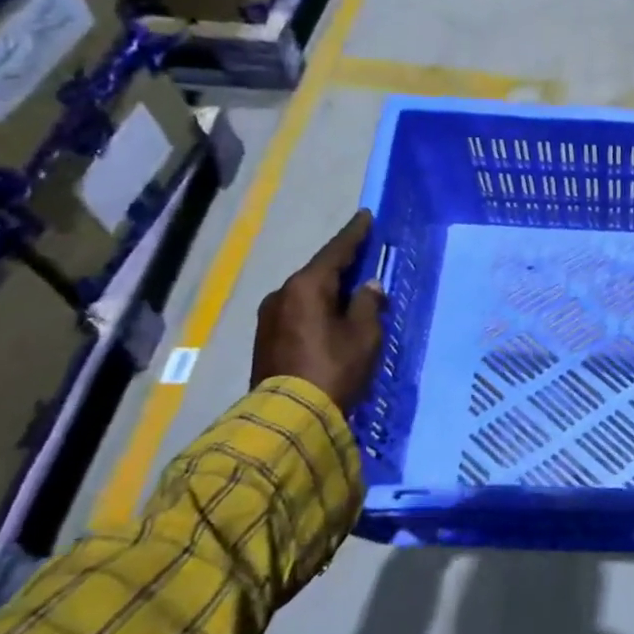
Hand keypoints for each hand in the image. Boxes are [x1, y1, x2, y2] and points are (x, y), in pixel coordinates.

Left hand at [250, 209, 387, 409]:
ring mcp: (269, 317)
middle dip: (343, 265)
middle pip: (319, 272)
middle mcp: (282, 294)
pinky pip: (298, 311)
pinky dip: (317, 308)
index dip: (354, 234)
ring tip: (352, 294)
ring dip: (329, 291)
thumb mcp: (363, 335)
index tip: (366, 216)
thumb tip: (368, 286)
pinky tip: (331, 317)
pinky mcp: (265, 339)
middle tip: (365, 259)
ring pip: (307, 294)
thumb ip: (368, 304)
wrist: (288, 417)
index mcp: (307, 286)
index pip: (336, 251)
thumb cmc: (334, 368)